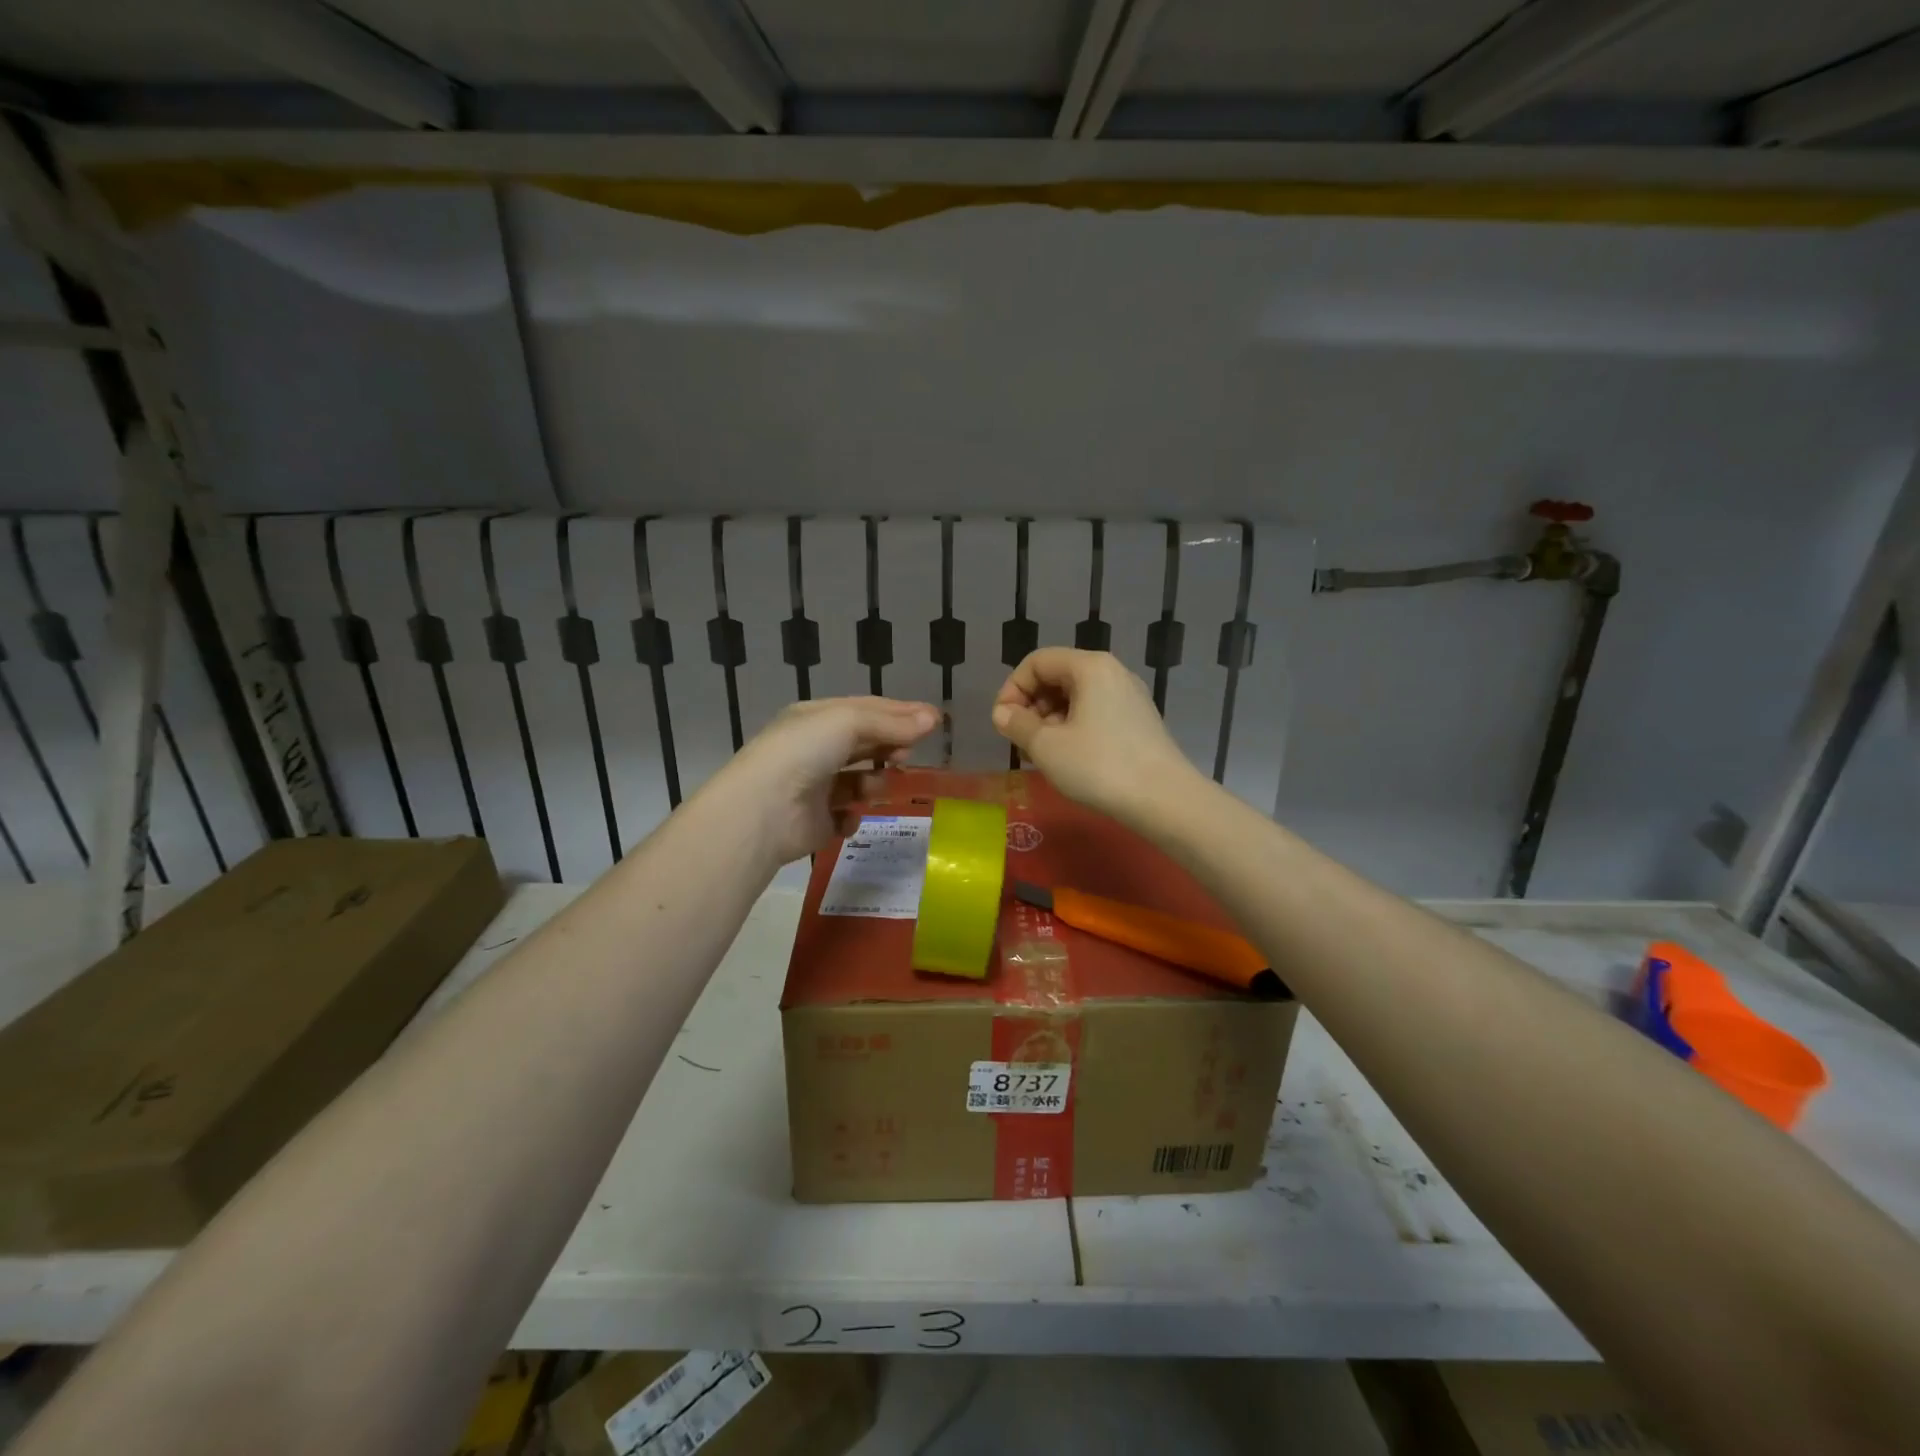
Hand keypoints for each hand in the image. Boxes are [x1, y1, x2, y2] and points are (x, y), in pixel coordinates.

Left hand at [713, 697, 937, 864]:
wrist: (764, 809)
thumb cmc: (804, 752)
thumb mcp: (849, 722)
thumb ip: (892, 722)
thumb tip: (934, 718)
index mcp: (815, 719)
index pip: (865, 710)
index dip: (900, 713)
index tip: (935, 720)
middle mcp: (813, 750)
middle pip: (864, 744)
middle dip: (890, 747)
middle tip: (911, 755)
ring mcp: (813, 788)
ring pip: (859, 781)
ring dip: (875, 782)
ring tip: (878, 785)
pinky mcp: (816, 822)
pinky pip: (846, 816)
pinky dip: (853, 815)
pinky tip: (850, 814)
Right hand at [992, 649, 1201, 823]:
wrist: (1164, 800)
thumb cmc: (1099, 766)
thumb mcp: (1046, 746)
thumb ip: (1017, 724)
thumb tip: (1002, 713)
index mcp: (1090, 667)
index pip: (1037, 662)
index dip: (1012, 688)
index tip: (1003, 723)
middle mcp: (1112, 672)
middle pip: (1057, 676)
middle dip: (1031, 706)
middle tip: (1021, 742)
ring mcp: (1129, 696)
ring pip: (1076, 697)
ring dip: (1050, 721)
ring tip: (1042, 755)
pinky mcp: (1139, 721)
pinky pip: (1095, 713)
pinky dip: (1074, 728)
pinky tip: (1069, 759)